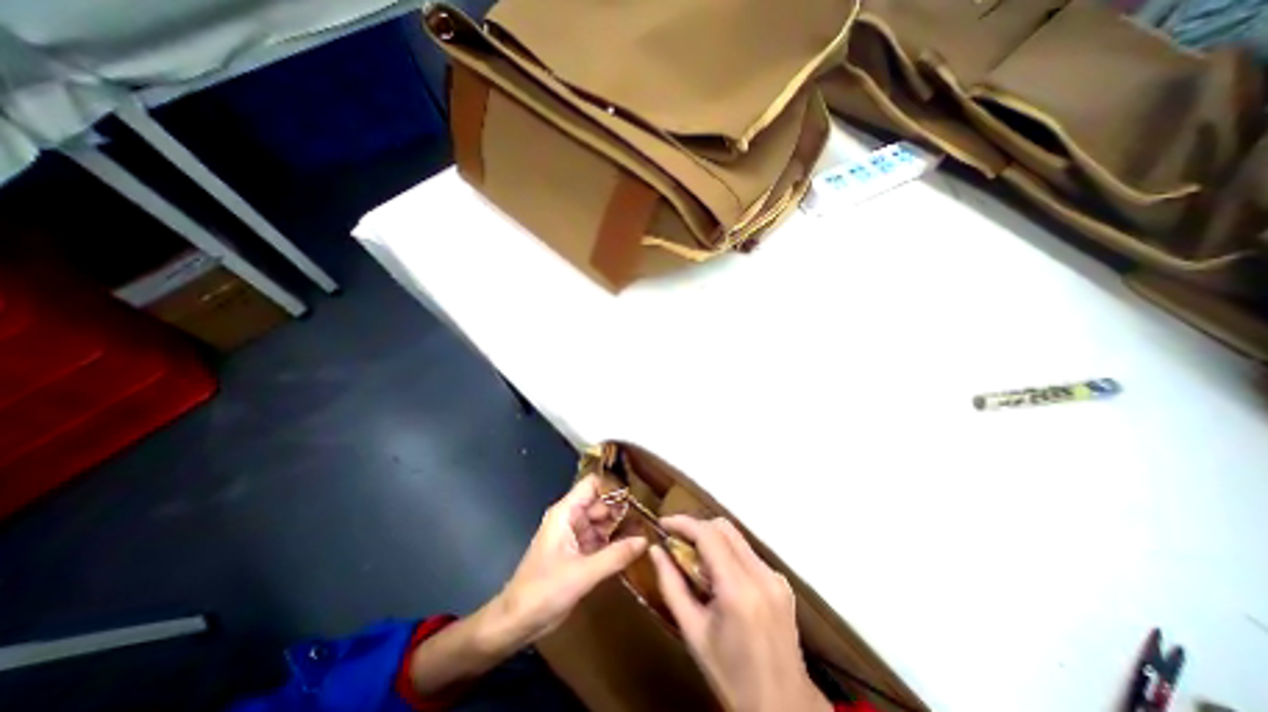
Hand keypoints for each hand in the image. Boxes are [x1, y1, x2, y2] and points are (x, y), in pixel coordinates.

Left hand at [488, 476, 644, 646]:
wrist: (515, 623)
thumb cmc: (543, 591)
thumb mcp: (582, 574)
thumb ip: (615, 556)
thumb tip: (645, 540)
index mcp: (566, 513)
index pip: (592, 485)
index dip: (614, 485)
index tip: (638, 493)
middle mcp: (570, 519)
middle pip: (600, 503)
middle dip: (623, 508)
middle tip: (650, 515)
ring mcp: (574, 536)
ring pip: (601, 522)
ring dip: (620, 526)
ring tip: (647, 529)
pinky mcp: (576, 553)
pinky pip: (599, 540)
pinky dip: (613, 542)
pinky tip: (633, 547)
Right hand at [647, 517, 827, 711]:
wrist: (783, 707)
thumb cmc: (730, 675)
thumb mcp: (693, 632)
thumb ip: (671, 586)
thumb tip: (654, 550)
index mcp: (738, 590)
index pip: (708, 535)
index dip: (683, 522)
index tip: (663, 523)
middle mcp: (761, 575)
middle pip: (724, 528)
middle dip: (697, 527)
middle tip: (676, 540)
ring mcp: (775, 577)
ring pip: (737, 537)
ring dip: (712, 538)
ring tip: (693, 558)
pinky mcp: (781, 582)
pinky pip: (748, 553)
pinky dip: (728, 553)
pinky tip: (718, 575)